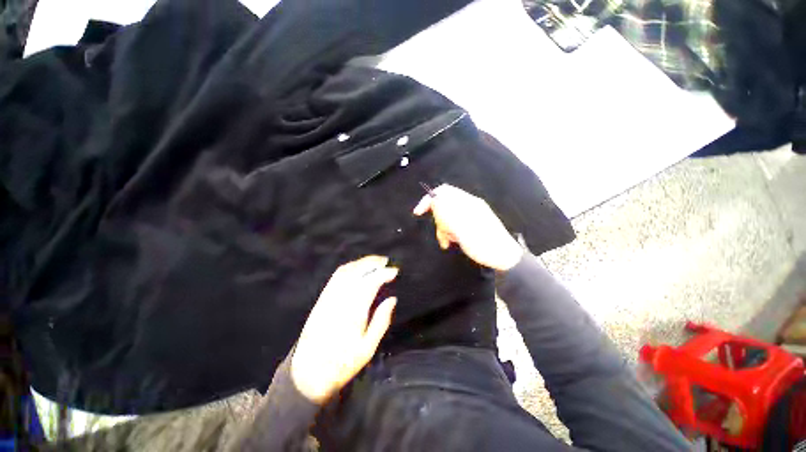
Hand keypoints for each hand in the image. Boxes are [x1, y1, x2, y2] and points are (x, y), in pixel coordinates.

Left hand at [291, 256, 397, 403]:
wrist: (308, 373)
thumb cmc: (342, 364)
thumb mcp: (368, 348)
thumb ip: (381, 321)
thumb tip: (392, 299)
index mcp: (353, 312)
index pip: (370, 283)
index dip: (383, 273)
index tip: (395, 271)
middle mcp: (340, 299)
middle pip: (357, 272)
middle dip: (372, 262)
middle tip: (386, 261)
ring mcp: (328, 297)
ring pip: (345, 271)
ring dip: (361, 262)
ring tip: (375, 262)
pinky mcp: (321, 299)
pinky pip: (336, 276)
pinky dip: (349, 267)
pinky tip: (357, 269)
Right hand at [413, 184, 522, 270]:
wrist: (504, 258)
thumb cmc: (483, 245)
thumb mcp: (462, 229)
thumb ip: (447, 212)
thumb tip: (434, 198)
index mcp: (467, 203)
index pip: (443, 191)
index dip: (428, 199)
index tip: (418, 213)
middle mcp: (469, 205)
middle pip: (444, 205)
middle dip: (439, 220)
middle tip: (443, 236)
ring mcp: (471, 214)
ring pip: (447, 216)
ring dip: (443, 229)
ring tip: (448, 243)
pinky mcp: (472, 222)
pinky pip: (454, 223)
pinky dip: (449, 232)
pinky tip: (452, 242)